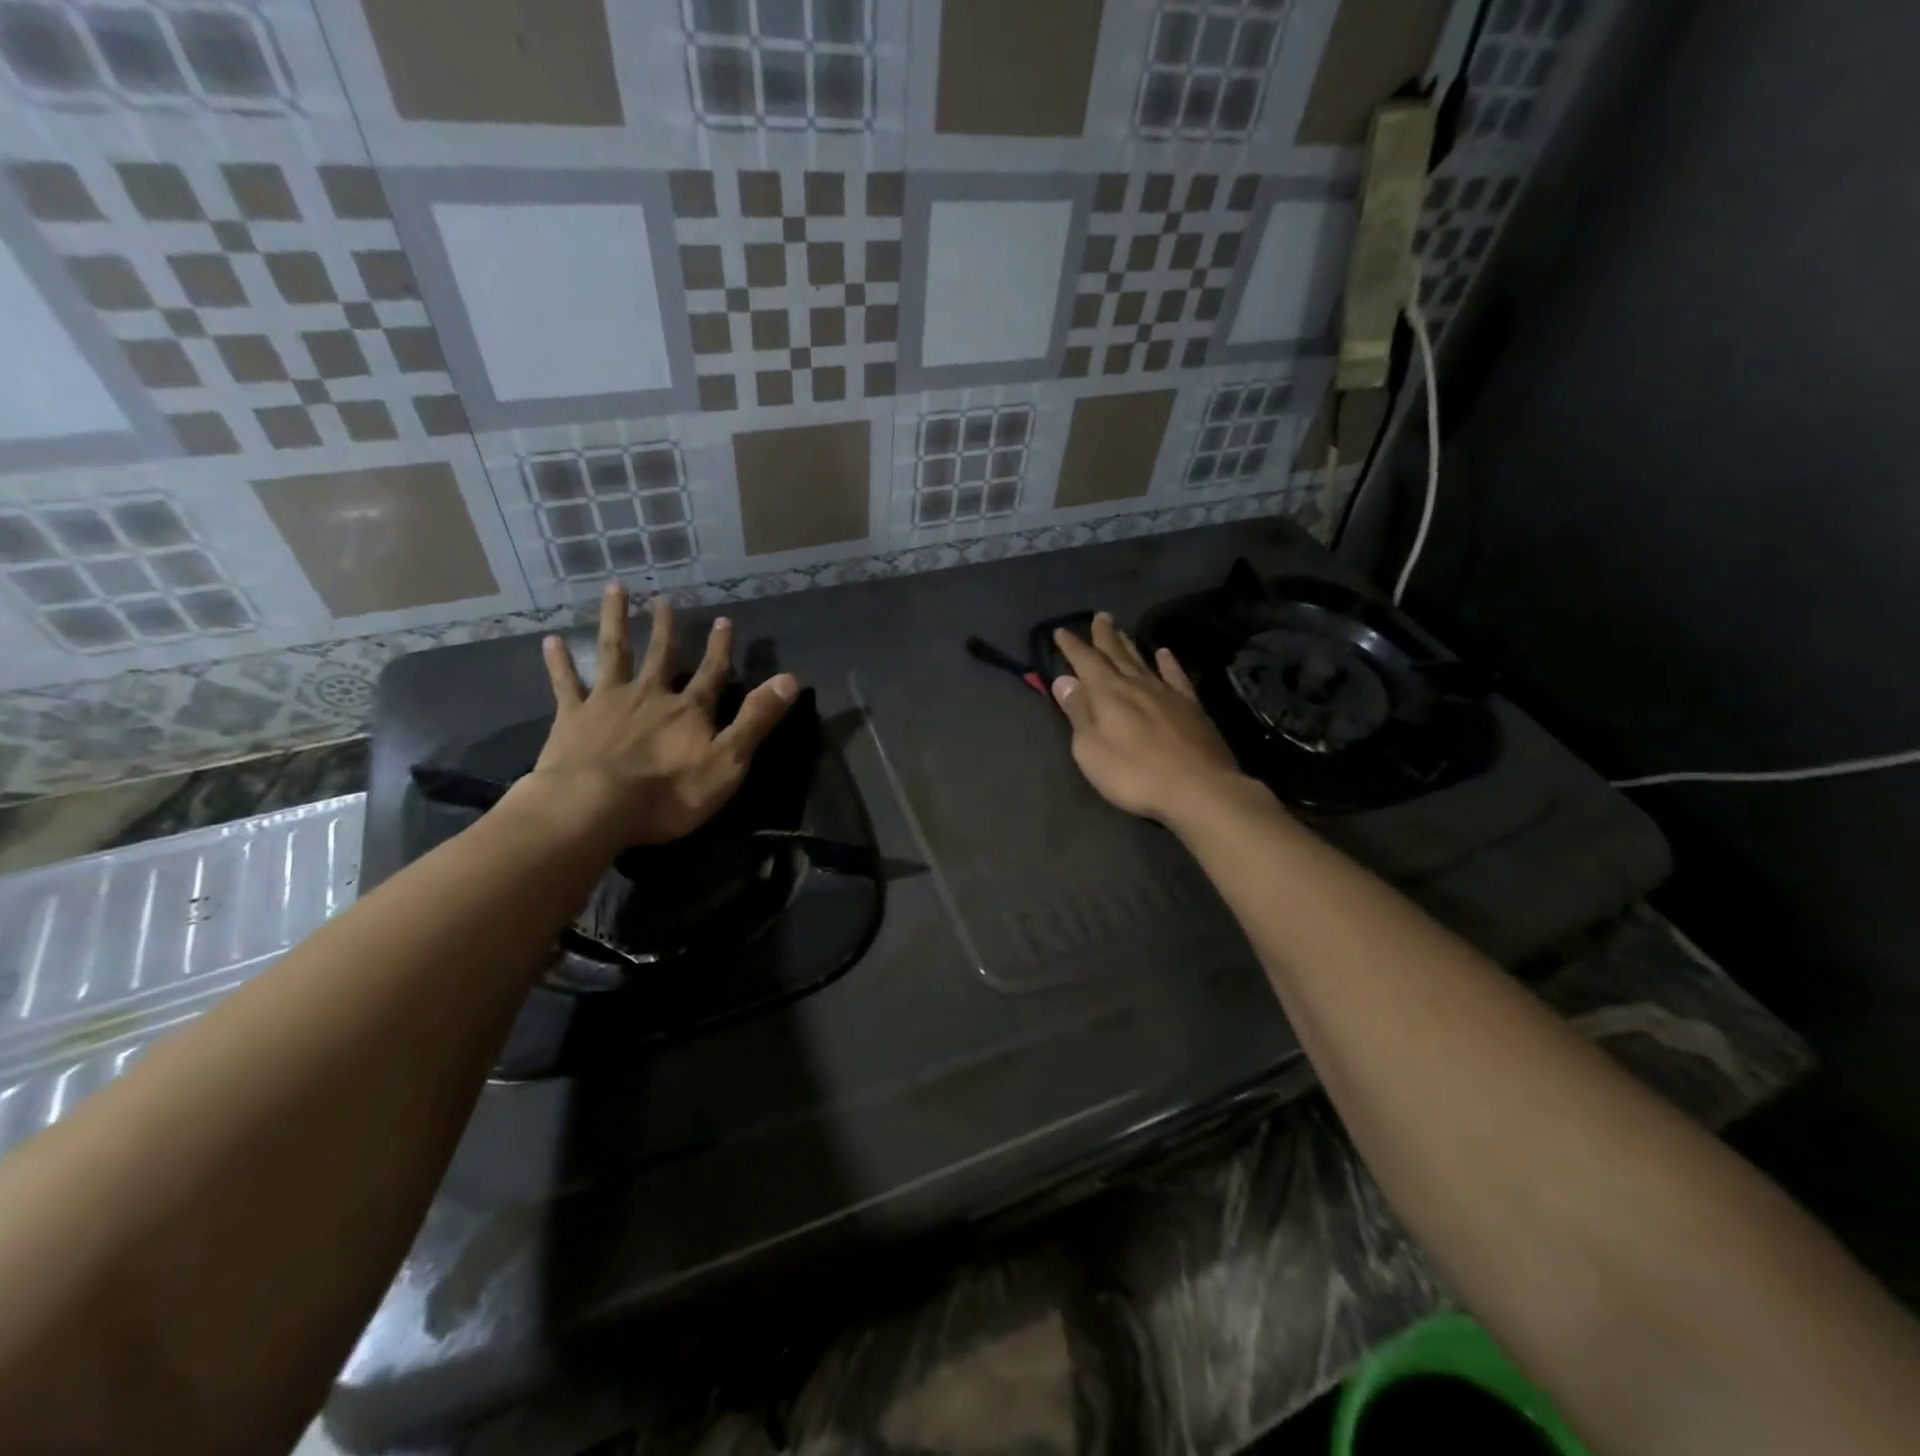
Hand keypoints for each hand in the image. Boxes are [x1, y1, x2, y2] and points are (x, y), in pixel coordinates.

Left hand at [527, 583, 798, 847]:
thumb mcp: (728, 761)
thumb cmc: (669, 793)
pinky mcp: (572, 718)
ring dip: (616, 621)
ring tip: (615, 590)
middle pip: (661, 655)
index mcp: (689, 710)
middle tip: (663, 599)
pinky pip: (565, 684)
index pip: (711, 673)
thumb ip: (757, 719)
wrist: (594, 807)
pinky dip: (559, 662)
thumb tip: (791, 679)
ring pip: (614, 653)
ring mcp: (608, 703)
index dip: (720, 648)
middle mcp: (650, 696)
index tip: (723, 620)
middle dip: (666, 627)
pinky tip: (551, 640)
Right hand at [1050, 612, 1249, 825]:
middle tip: (1099, 616)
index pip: (1085, 662)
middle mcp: (1137, 685)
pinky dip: (1168, 663)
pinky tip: (1164, 653)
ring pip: (1143, 661)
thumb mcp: (1091, 749)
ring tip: (1122, 630)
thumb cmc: (1134, 774)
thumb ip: (1078, 712)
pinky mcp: (1191, 707)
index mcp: (1108, 693)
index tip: (1061, 631)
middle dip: (1104, 636)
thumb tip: (1064, 680)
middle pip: (1116, 654)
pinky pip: (1176, 676)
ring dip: (1129, 645)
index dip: (1072, 647)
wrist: (1198, 788)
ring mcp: (1167, 694)